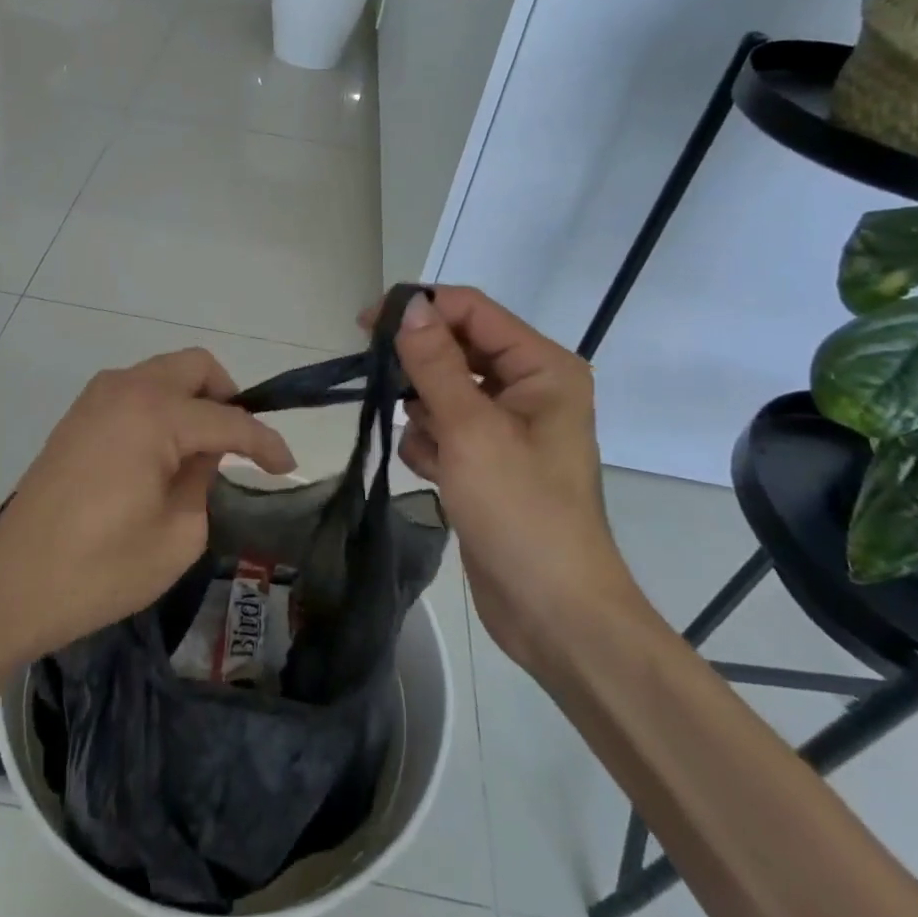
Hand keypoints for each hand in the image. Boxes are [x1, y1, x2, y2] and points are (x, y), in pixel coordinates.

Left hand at [0, 350, 295, 657]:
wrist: (12, 586)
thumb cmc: (101, 569)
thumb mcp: (178, 534)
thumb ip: (204, 479)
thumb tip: (204, 453)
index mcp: (154, 415)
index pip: (227, 420)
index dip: (265, 442)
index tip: (287, 466)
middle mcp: (125, 389)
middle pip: (195, 367)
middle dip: (227, 397)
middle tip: (240, 444)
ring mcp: (96, 398)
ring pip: (163, 373)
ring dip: (192, 399)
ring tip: (202, 452)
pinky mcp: (78, 416)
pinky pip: (135, 391)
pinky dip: (161, 407)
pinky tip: (163, 453)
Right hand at [364, 288, 631, 667]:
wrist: (552, 612)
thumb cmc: (520, 511)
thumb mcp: (471, 429)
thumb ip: (435, 362)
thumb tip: (410, 304)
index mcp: (541, 368)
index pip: (473, 311)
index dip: (422, 308)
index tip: (365, 323)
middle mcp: (528, 388)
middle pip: (457, 350)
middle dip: (420, 370)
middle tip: (379, 381)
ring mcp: (508, 428)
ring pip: (443, 391)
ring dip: (425, 416)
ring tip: (433, 451)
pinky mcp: (487, 461)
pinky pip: (444, 430)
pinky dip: (431, 447)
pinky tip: (437, 476)